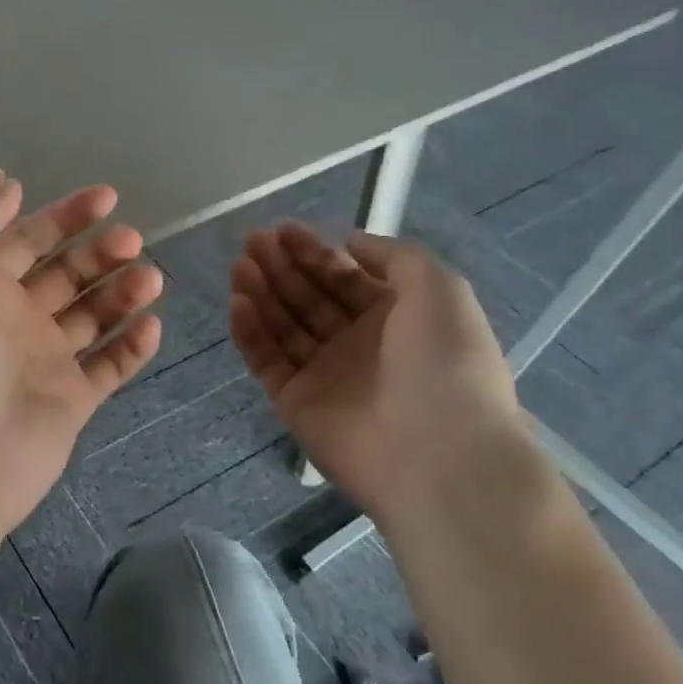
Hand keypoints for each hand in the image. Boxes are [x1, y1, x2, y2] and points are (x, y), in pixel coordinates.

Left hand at [0, 180, 163, 545]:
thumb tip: (8, 183)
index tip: (108, 197)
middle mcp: (14, 319)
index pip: (28, 240)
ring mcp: (44, 361)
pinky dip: (133, 346)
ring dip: (123, 293)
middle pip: (67, 274)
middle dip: (101, 252)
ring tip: (150, 280)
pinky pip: (110, 366)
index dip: (65, 215)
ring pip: (94, 316)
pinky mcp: (71, 401)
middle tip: (132, 242)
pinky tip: (150, 327)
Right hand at [228, 225, 529, 522]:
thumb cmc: (443, 363)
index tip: (282, 229)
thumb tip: (350, 244)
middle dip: (281, 266)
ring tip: (240, 266)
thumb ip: (394, 256)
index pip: (344, 277)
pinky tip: (238, 302)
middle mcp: (357, 344)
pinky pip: (266, 360)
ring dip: (261, 292)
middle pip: (309, 297)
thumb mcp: (439, 289)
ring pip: (283, 326)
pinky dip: (250, 332)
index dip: (313, 252)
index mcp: (395, 318)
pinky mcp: (295, 402)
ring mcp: (324, 374)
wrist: (438, 454)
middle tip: (252, 241)